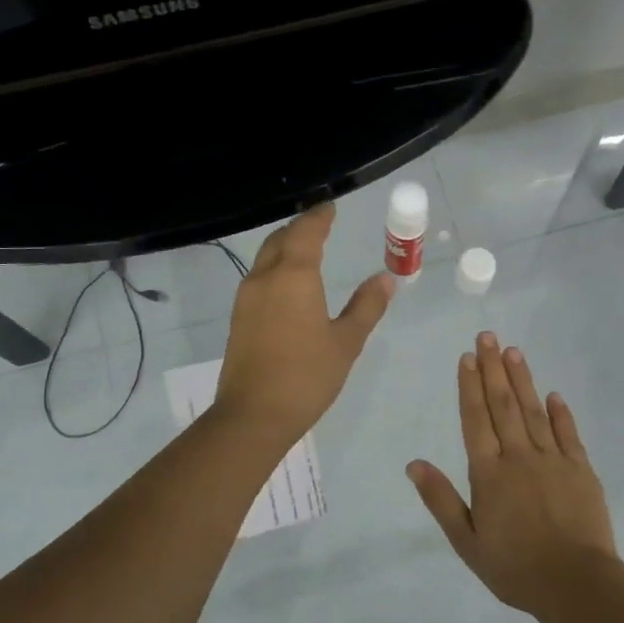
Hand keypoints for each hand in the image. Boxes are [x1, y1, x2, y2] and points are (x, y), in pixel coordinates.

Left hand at [216, 203, 393, 443]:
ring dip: (284, 248)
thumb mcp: (346, 342)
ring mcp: (246, 299)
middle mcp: (265, 278)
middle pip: (280, 240)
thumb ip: (366, 306)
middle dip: (299, 229)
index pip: (306, 232)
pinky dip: (275, 270)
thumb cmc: (307, 376)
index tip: (330, 208)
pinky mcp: (238, 319)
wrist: (254, 415)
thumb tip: (385, 278)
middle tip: (320, 226)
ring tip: (306, 252)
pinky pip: (258, 279)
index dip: (319, 217)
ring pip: (265, 259)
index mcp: (294, 276)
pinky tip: (288, 286)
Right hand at [407, 332, 618, 614]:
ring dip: (523, 380)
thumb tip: (414, 463)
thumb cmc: (515, 568)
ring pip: (534, 411)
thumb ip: (441, 500)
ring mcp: (553, 460)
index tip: (467, 357)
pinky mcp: (581, 470)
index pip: (475, 420)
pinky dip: (560, 412)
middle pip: (504, 405)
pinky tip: (554, 394)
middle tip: (488, 336)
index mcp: (489, 474)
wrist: (576, 584)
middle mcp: (519, 457)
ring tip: (514, 351)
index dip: (469, 387)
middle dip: (493, 369)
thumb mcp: (467, 541)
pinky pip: (568, 434)